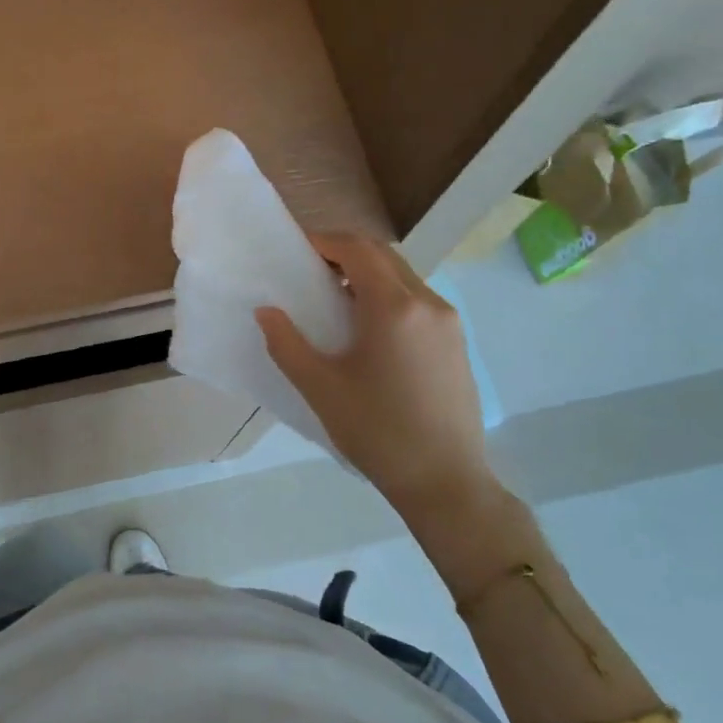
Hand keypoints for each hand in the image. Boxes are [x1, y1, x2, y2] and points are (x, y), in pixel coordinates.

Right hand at [256, 232, 502, 530]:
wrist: (444, 481)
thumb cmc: (376, 431)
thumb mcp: (320, 388)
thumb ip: (287, 343)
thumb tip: (266, 311)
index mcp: (394, 307)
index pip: (358, 250)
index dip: (324, 242)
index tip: (296, 250)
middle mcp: (428, 303)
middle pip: (384, 257)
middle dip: (345, 254)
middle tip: (310, 272)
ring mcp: (449, 323)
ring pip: (404, 278)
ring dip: (368, 275)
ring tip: (334, 302)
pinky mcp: (457, 343)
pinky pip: (418, 302)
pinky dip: (388, 297)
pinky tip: (368, 331)